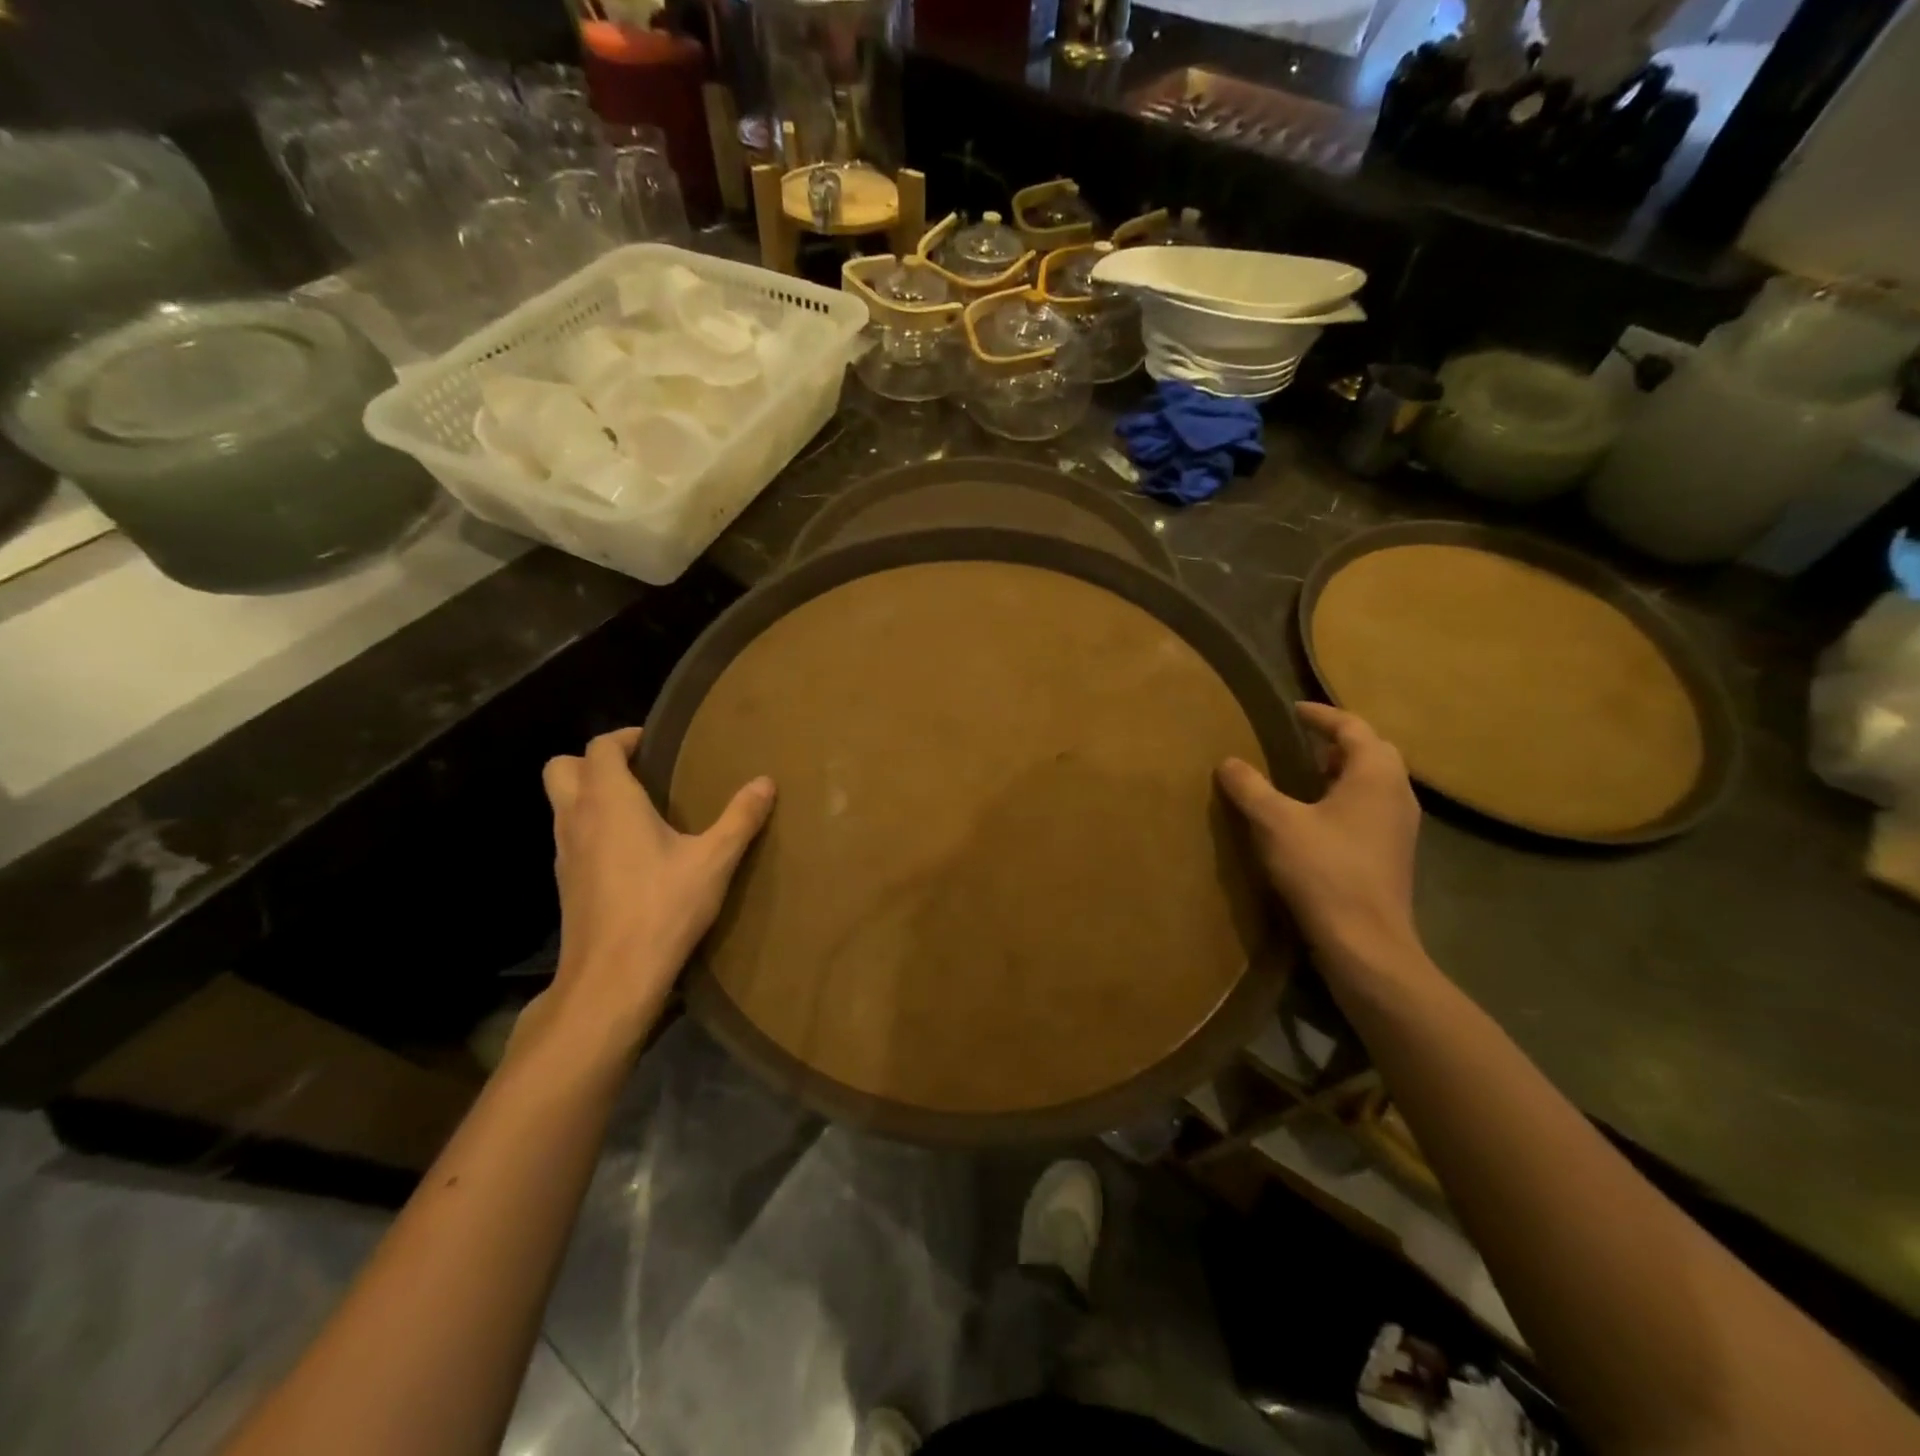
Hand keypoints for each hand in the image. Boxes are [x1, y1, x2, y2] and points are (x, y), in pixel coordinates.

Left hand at [535, 727, 773, 1051]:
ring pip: (561, 803)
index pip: (600, 747)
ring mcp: (564, 852)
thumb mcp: (714, 860)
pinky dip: (591, 828)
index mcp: (609, 801)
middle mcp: (577, 818)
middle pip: (562, 767)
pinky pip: (570, 836)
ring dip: (590, 795)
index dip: (624, 737)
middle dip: (595, 761)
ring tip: (639, 809)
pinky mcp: (565, 882)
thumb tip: (766, 782)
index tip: (656, 743)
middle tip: (638, 772)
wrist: (612, 976)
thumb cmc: (663, 907)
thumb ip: (740, 817)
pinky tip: (630, 852)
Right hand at [1217, 703, 1423, 977]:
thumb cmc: (1323, 870)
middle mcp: (1397, 794)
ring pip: (1373, 783)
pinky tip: (1316, 818)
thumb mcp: (1275, 822)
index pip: (1353, 728)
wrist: (1365, 942)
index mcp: (1375, 775)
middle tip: (1301, 742)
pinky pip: (1370, 809)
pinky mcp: (1392, 854)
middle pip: (1372, 752)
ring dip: (1342, 772)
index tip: (1294, 710)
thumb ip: (1250, 787)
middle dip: (1338, 742)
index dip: (1322, 715)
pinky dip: (1345, 799)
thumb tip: (1228, 762)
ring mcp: (1399, 827)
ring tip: (1305, 776)